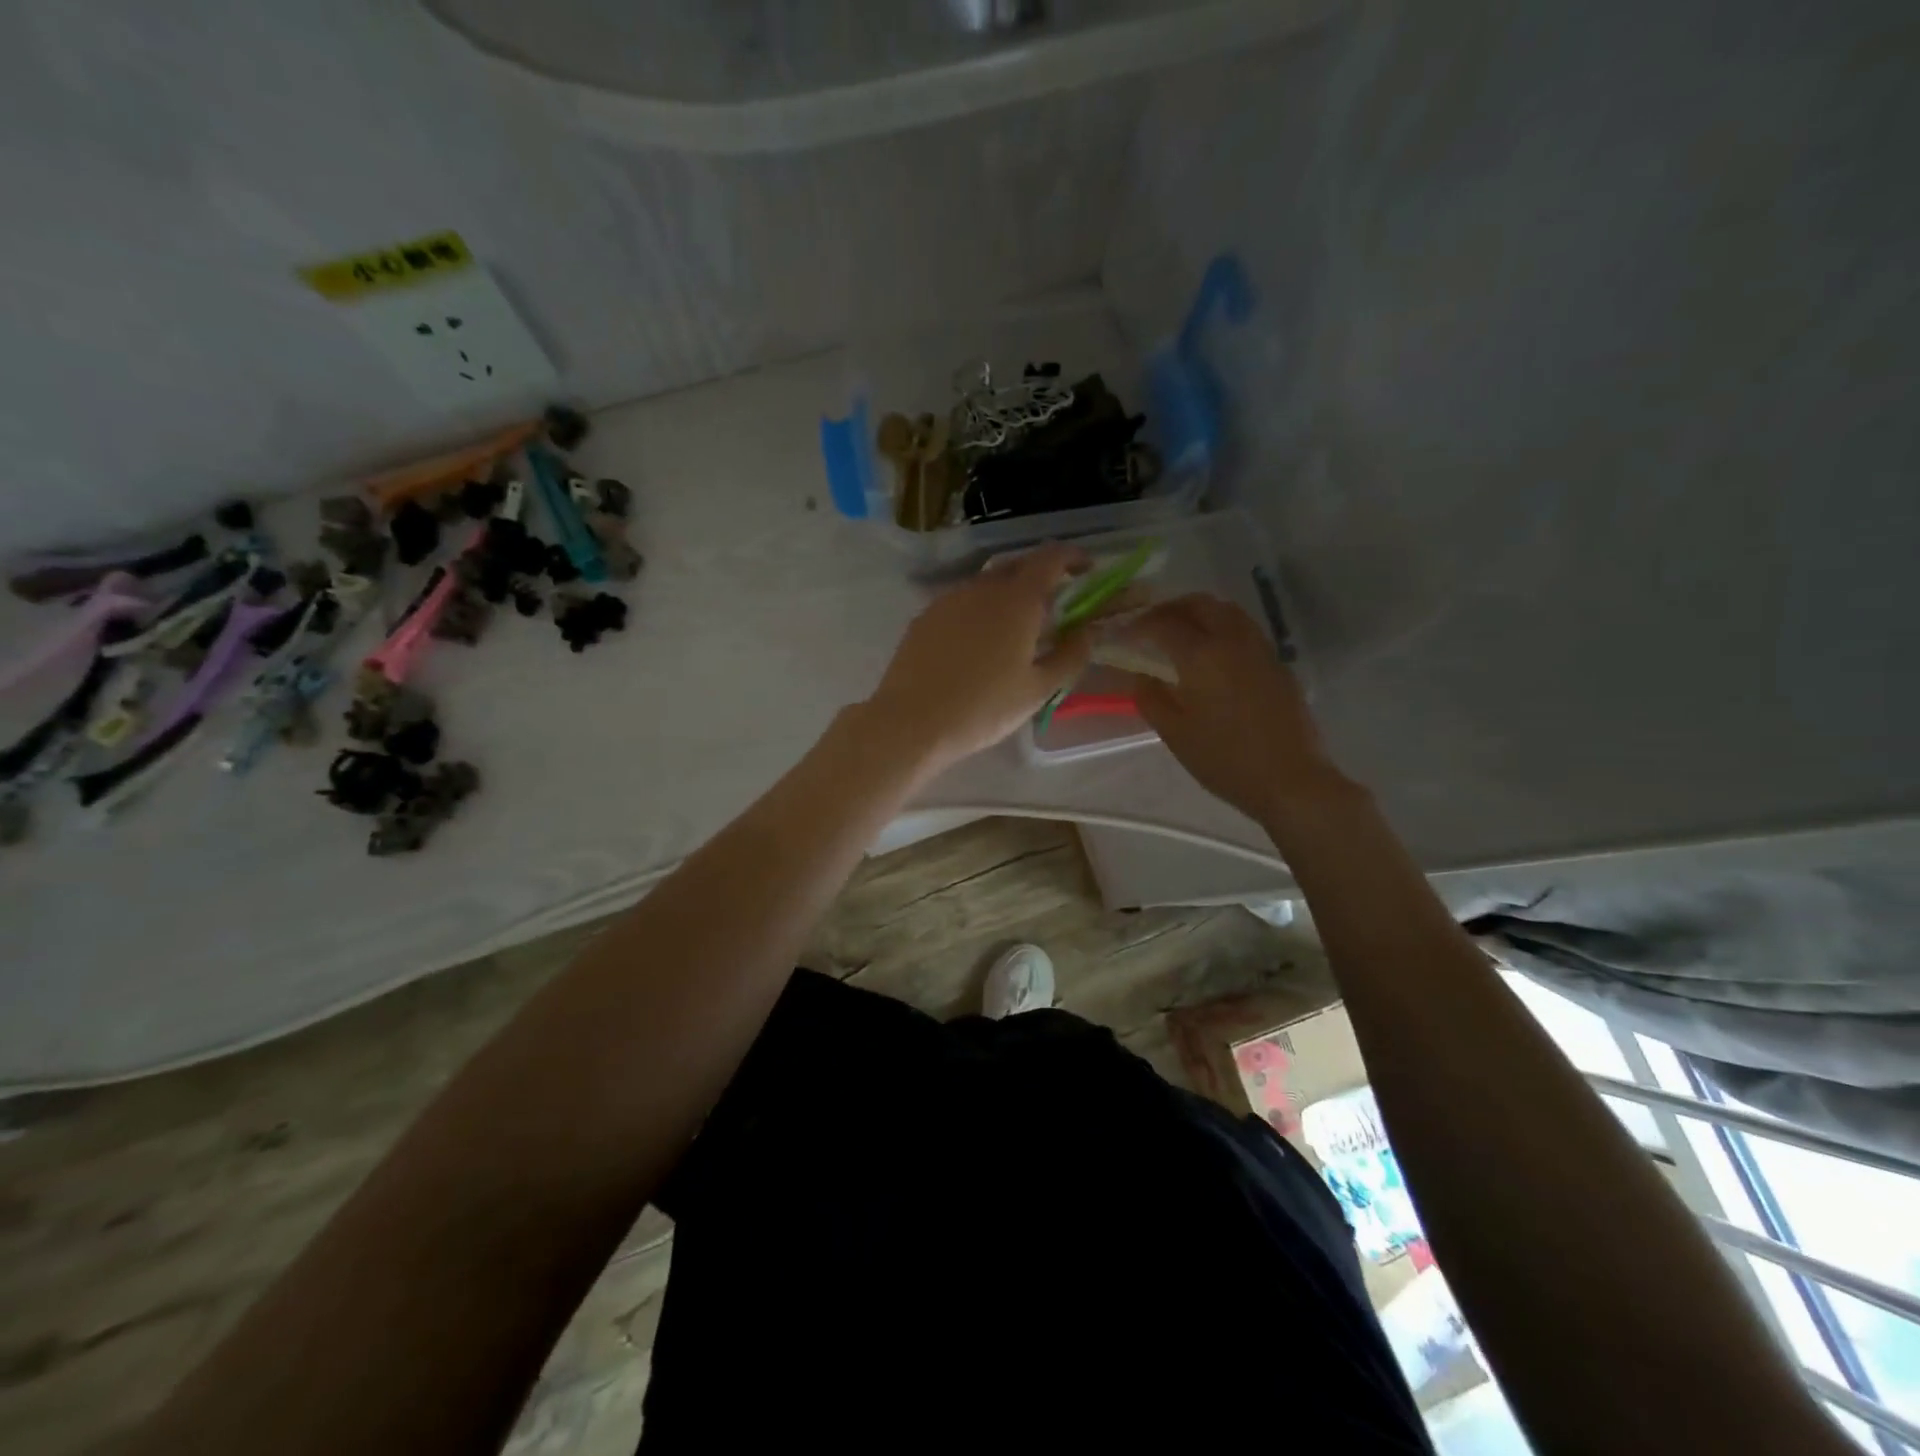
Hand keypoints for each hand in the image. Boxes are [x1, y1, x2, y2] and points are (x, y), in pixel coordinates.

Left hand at [862, 543, 1091, 773]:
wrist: (911, 721)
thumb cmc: (983, 708)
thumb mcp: (1037, 689)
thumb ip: (1070, 656)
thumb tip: (1088, 632)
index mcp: (1017, 600)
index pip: (1050, 558)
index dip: (1072, 557)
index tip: (1087, 568)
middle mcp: (982, 587)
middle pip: (1017, 566)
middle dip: (1040, 576)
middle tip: (1054, 602)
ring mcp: (949, 599)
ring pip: (986, 584)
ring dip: (1008, 594)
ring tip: (1016, 625)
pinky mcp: (925, 616)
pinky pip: (962, 602)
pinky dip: (980, 609)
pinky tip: (979, 641)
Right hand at [1116, 594, 1353, 825]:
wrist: (1291, 779)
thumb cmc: (1225, 760)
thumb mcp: (1175, 734)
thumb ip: (1151, 698)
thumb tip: (1141, 675)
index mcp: (1202, 655)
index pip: (1164, 624)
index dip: (1140, 623)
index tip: (1125, 632)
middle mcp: (1233, 641)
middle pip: (1200, 604)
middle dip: (1172, 607)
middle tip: (1152, 624)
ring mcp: (1261, 649)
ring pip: (1227, 611)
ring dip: (1200, 613)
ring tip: (1182, 633)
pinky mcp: (1278, 663)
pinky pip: (1245, 629)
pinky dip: (1222, 627)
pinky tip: (1213, 654)